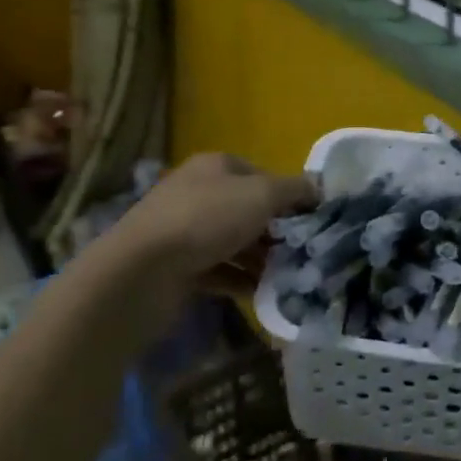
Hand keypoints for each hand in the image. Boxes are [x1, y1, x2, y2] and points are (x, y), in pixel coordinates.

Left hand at [92, 153, 316, 286]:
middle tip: (305, 250)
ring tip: (291, 274)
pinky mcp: (177, 268)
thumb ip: (294, 189)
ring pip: (235, 242)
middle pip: (248, 209)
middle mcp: (199, 194)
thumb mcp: (262, 194)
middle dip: (277, 230)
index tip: (312, 218)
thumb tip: (319, 188)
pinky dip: (241, 280)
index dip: (288, 194)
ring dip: (262, 258)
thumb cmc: (206, 219)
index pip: (262, 175)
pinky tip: (264, 293)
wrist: (141, 272)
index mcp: (216, 167)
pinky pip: (219, 271)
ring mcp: (184, 232)